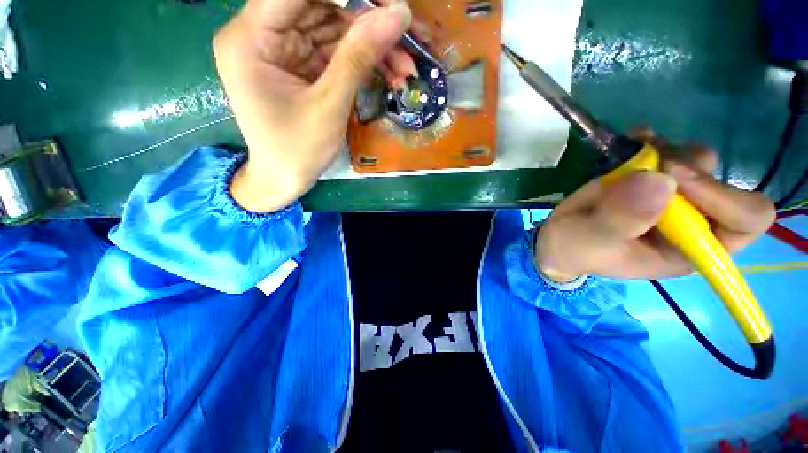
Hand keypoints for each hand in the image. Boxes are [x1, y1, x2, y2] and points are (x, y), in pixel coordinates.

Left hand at [214, 0, 419, 211]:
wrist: (284, 179)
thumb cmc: (297, 151)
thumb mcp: (329, 106)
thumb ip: (358, 57)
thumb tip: (398, 14)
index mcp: (250, 38)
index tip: (388, 4)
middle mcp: (261, 34)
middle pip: (320, 7)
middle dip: (367, 23)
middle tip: (406, 42)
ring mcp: (283, 49)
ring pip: (333, 29)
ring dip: (372, 47)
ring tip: (404, 69)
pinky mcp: (300, 65)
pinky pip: (335, 52)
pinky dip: (363, 63)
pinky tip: (388, 76)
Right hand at [535, 132, 776, 281]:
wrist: (560, 237)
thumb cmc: (575, 248)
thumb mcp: (590, 241)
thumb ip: (619, 220)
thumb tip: (659, 181)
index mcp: (690, 249)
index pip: (744, 221)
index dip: (722, 196)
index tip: (672, 178)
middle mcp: (693, 222)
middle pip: (726, 183)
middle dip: (691, 168)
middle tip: (652, 162)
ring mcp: (673, 198)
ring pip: (699, 161)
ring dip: (670, 151)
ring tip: (637, 150)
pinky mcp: (651, 181)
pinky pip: (669, 151)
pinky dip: (653, 141)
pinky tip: (633, 139)